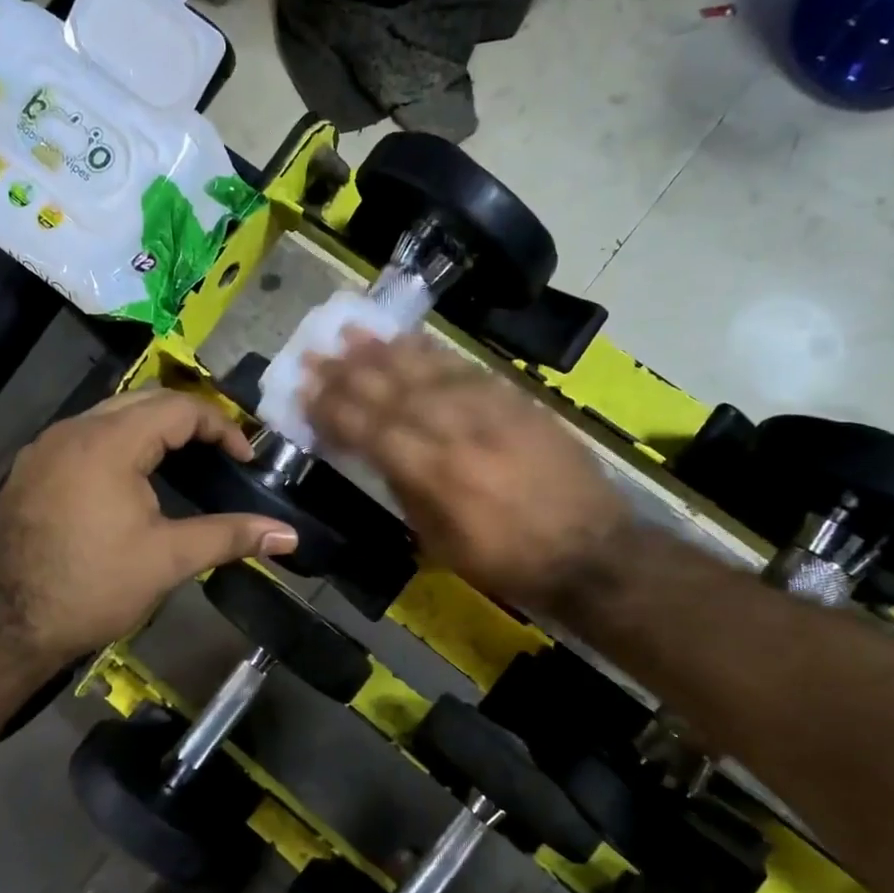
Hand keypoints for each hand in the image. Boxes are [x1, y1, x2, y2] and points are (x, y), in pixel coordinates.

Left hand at [0, 389, 297, 673]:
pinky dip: (120, 443)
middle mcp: (73, 430)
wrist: (0, 627)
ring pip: (110, 415)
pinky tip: (131, 480)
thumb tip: (289, 536)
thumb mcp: (168, 559)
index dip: (221, 427)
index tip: (246, 458)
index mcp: (109, 442)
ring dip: (151, 428)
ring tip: (183, 462)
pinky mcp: (29, 470)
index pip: (178, 407)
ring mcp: (45, 448)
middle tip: (220, 454)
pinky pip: (85, 437)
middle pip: (144, 400)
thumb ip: (230, 536)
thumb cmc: (91, 586)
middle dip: (188, 420)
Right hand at [303, 332, 629, 614]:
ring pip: (425, 371)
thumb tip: (378, 454)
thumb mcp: (441, 542)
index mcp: (432, 474)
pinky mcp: (516, 400)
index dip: (332, 410)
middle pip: (391, 392)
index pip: (369, 430)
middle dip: (346, 371)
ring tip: (352, 331)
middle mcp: (455, 431)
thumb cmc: (506, 561)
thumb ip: (406, 491)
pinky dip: (433, 352)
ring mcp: (489, 410)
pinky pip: (466, 368)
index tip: (303, 392)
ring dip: (384, 350)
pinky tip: (410, 340)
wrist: (589, 550)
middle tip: (314, 351)